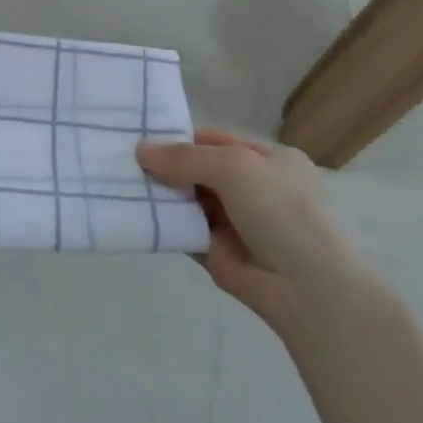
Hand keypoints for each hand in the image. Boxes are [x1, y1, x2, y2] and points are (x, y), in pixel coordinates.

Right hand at [136, 128, 358, 319]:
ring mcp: (233, 219)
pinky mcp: (215, 249)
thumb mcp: (234, 167)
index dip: (179, 138)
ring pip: (186, 199)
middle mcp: (251, 187)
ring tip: (119, 183)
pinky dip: (161, 222)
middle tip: (121, 161)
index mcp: (267, 159)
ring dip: (160, 194)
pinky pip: (182, 229)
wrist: (303, 284)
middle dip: (164, 166)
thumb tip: (140, 150)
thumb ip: (186, 157)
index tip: (141, 139)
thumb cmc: (278, 211)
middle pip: (197, 169)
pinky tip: (132, 212)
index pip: (214, 139)